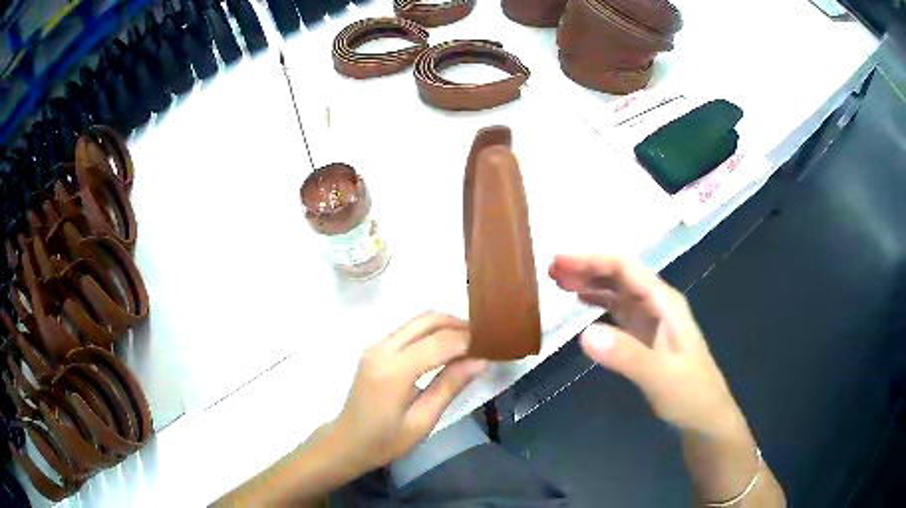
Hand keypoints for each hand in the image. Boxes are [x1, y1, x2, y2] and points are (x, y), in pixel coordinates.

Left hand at [331, 312, 487, 473]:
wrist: (347, 443)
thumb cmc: (385, 441)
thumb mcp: (422, 421)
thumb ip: (449, 386)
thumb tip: (481, 361)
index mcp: (393, 371)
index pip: (439, 342)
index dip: (468, 341)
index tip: (492, 346)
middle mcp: (382, 350)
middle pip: (427, 320)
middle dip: (458, 325)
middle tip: (483, 340)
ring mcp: (375, 347)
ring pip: (417, 321)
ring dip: (445, 326)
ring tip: (469, 344)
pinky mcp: (375, 350)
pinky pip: (407, 331)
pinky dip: (430, 333)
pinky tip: (446, 349)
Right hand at [549, 254, 741, 433]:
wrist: (705, 418)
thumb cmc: (690, 395)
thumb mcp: (660, 376)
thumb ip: (626, 355)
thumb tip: (584, 334)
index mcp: (664, 302)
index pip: (625, 268)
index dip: (591, 260)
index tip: (559, 261)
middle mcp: (657, 304)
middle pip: (620, 274)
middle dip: (587, 267)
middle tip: (551, 270)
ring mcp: (652, 320)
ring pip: (617, 291)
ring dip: (590, 282)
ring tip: (559, 282)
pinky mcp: (645, 337)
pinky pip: (618, 311)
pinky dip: (598, 303)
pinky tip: (582, 304)